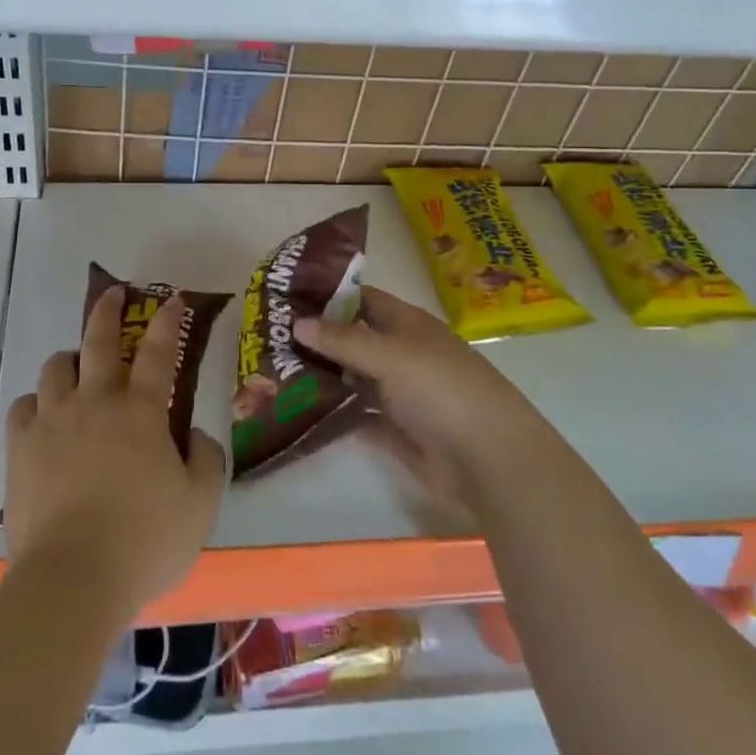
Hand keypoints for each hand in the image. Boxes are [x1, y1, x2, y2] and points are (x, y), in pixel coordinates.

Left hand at [3, 287, 225, 623]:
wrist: (73, 579)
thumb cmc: (145, 540)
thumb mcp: (199, 505)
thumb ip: (205, 461)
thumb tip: (195, 435)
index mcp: (141, 412)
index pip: (159, 353)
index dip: (168, 322)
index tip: (172, 299)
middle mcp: (95, 403)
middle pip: (99, 341)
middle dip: (109, 311)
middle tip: (114, 293)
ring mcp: (53, 421)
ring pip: (56, 368)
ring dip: (71, 361)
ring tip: (78, 370)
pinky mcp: (21, 447)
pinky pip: (24, 406)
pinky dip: (38, 403)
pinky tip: (45, 416)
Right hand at [294, 285, 544, 502]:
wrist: (488, 459)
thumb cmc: (442, 390)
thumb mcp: (391, 354)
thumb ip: (343, 340)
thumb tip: (297, 323)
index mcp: (407, 325)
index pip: (362, 299)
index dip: (328, 295)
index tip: (286, 297)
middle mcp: (401, 354)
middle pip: (352, 340)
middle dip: (315, 339)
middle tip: (267, 339)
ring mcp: (398, 393)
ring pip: (350, 379)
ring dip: (319, 377)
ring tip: (272, 374)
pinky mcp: (394, 430)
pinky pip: (355, 416)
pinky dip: (331, 413)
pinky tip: (297, 411)